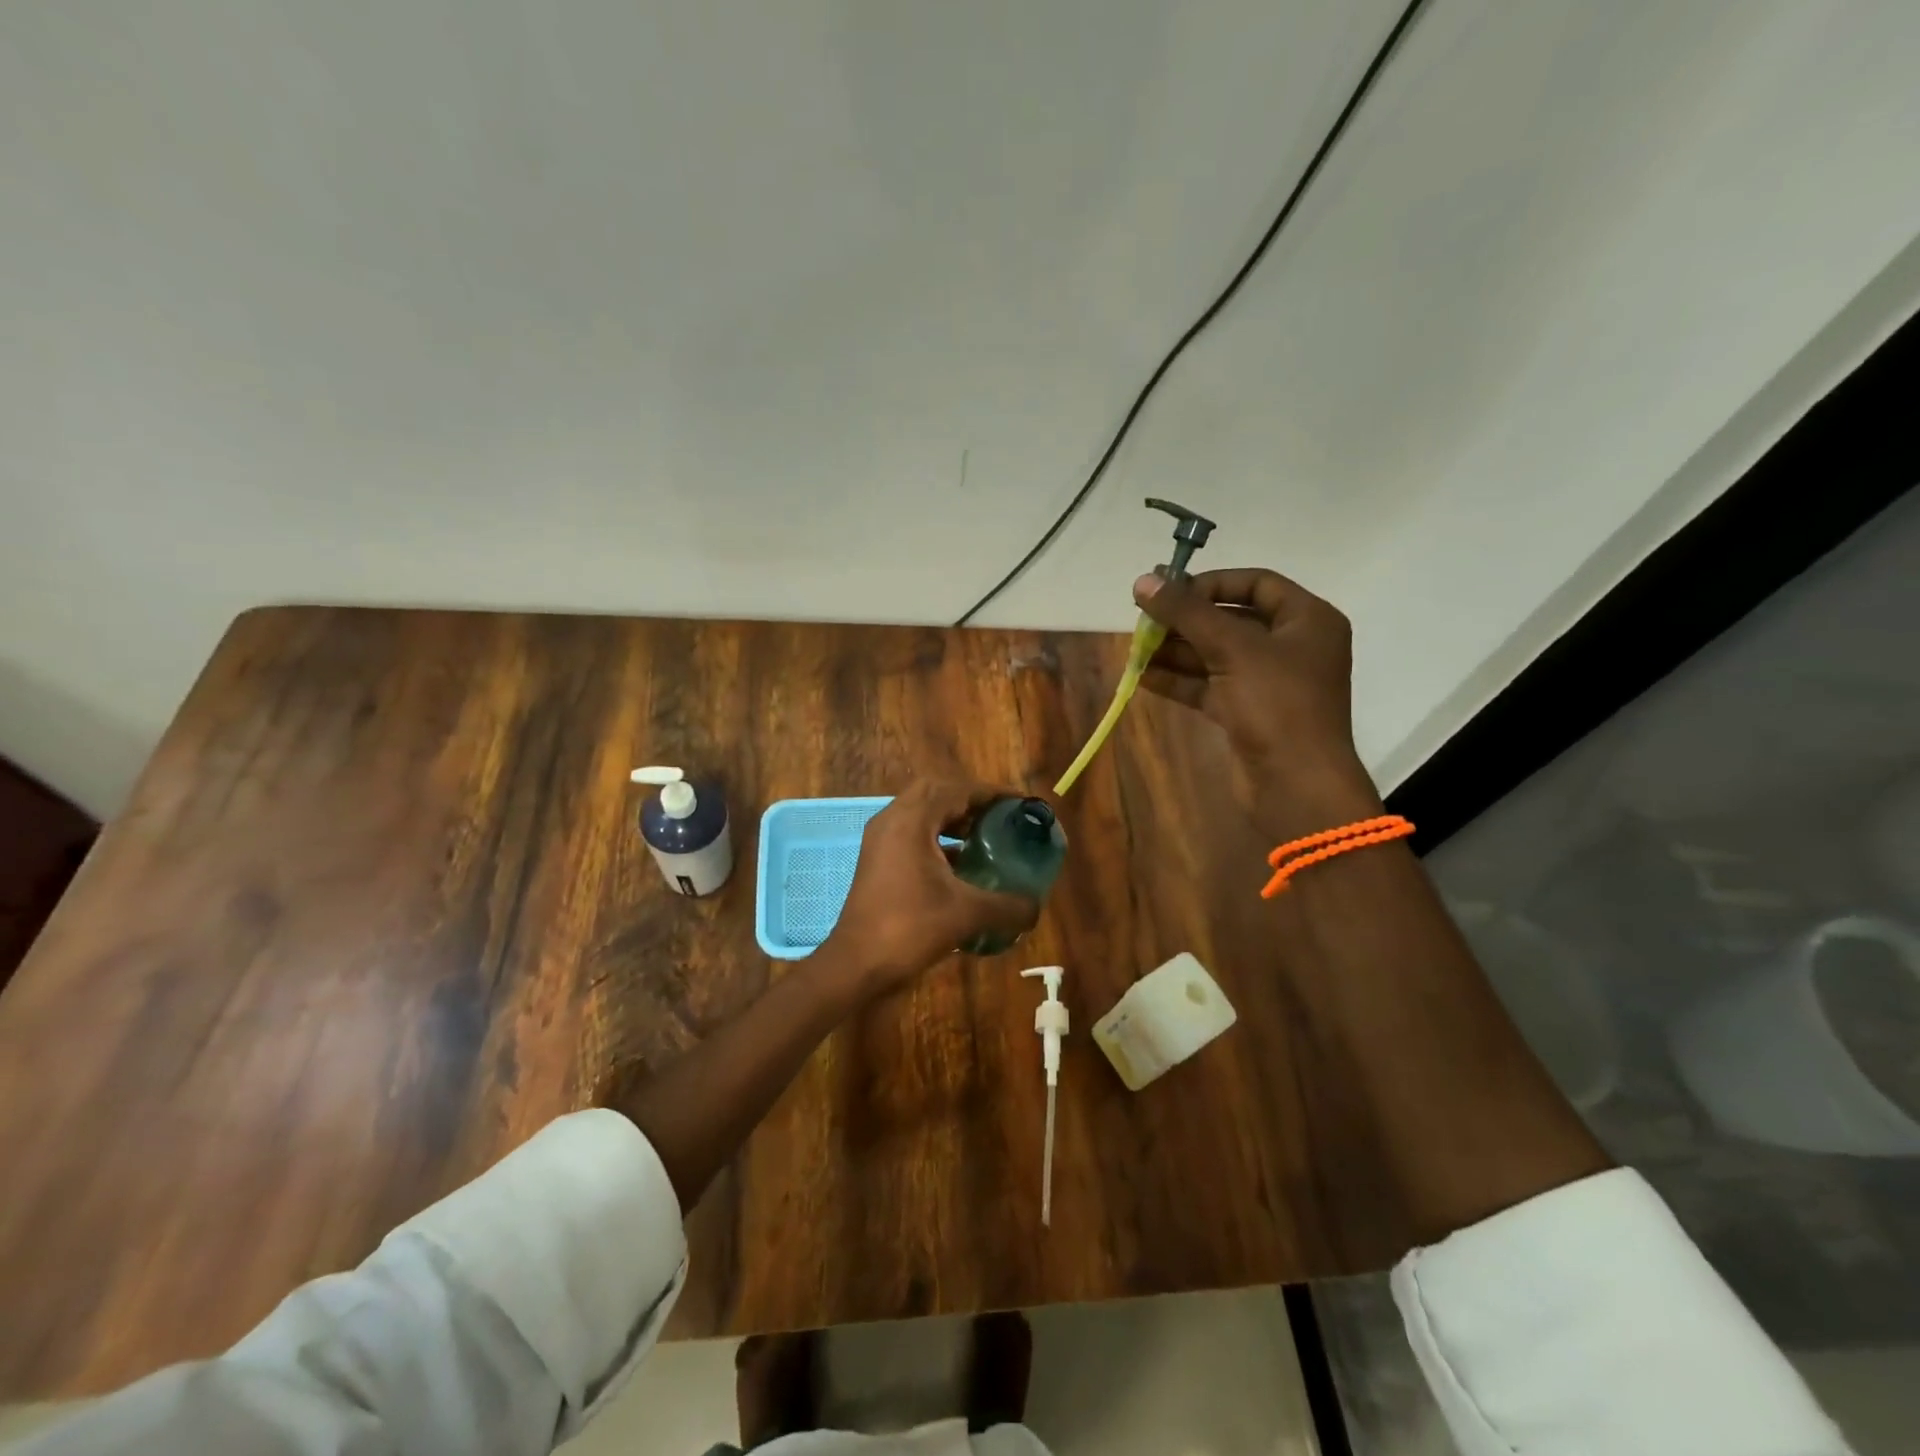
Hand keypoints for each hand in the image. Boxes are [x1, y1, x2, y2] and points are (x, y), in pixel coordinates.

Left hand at [817, 780, 1040, 998]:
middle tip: (1000, 816)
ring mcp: (881, 840)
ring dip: (952, 818)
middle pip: (936, 793)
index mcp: (911, 821)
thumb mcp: (966, 914)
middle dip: (970, 801)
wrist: (856, 964)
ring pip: (921, 813)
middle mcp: (892, 821)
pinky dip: (937, 838)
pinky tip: (961, 863)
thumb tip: (1036, 908)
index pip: (956, 790)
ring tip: (985, 836)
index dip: (991, 793)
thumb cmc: (909, 929)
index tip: (1019, 804)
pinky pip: (912, 834)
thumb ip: (1008, 907)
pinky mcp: (877, 860)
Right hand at [1134, 567, 1382, 839]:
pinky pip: (1210, 687)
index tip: (1169, 591)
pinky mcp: (1248, 714)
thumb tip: (1142, 581)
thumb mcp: (1232, 648)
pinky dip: (1179, 680)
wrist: (1296, 785)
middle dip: (1185, 621)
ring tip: (1135, 648)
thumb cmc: (1276, 704)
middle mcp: (1291, 647)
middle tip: (1143, 620)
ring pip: (1216, 656)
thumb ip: (1186, 612)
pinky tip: (1142, 676)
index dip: (1210, 583)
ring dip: (1176, 651)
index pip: (1256, 583)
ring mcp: (1269, 683)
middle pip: (1231, 619)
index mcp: (1307, 620)